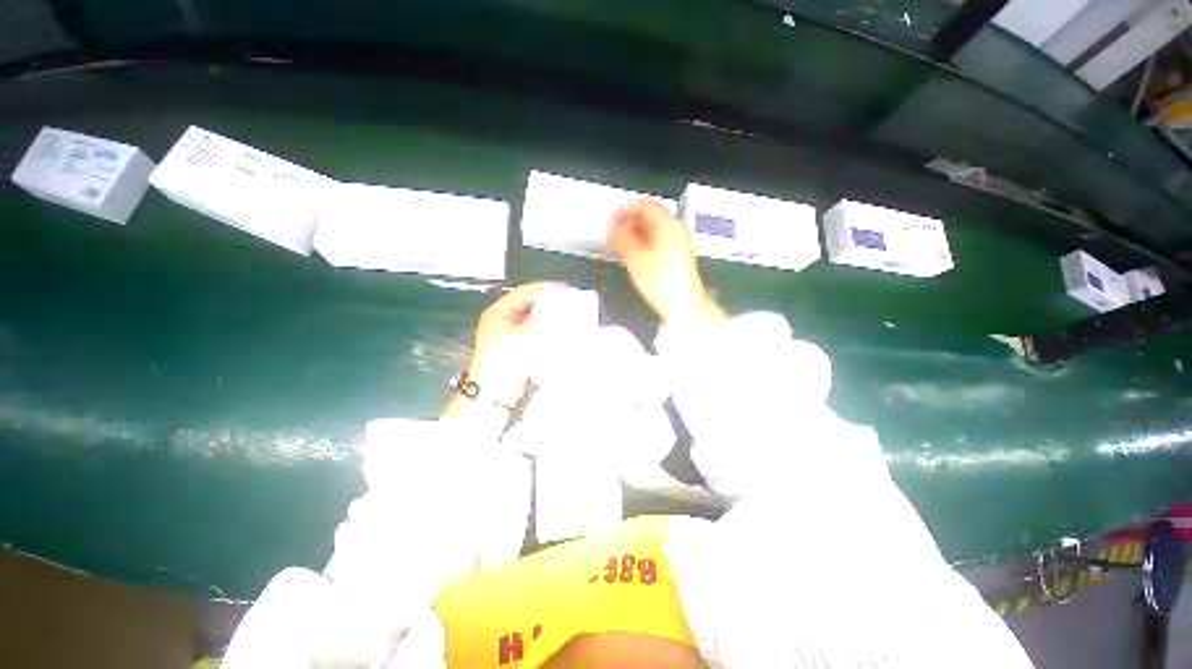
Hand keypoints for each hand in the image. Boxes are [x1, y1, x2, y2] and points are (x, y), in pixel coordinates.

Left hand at [446, 283, 552, 416]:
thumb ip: (540, 320)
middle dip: (547, 304)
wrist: (495, 393)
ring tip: (564, 315)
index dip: (543, 290)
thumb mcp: (523, 339)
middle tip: (566, 303)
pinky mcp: (519, 343)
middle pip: (530, 304)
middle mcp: (505, 319)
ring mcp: (512, 331)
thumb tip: (555, 305)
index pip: (523, 293)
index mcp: (499, 313)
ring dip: (548, 316)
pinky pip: (535, 330)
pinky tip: (557, 330)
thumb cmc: (501, 365)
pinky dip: (546, 328)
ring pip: (534, 317)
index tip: (561, 290)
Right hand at [606, 198, 723, 324]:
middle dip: (626, 224)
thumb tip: (611, 230)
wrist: (682, 305)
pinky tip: (628, 255)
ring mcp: (676, 243)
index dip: (623, 211)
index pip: (642, 204)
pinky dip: (640, 245)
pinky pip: (654, 242)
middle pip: (646, 216)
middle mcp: (674, 230)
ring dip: (631, 235)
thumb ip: (621, 239)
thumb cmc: (663, 283)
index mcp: (667, 225)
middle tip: (611, 235)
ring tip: (616, 247)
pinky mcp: (674, 256)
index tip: (610, 222)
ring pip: (649, 230)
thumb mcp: (635, 258)